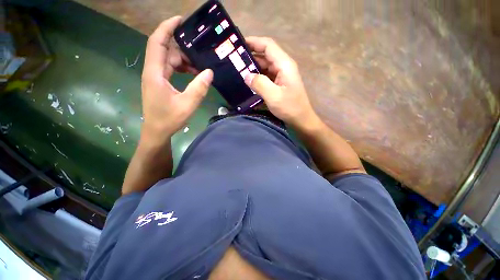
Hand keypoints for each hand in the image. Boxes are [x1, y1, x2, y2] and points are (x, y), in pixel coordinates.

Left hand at [141, 16, 212, 146]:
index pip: (157, 42)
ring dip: (184, 60)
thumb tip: (209, 72)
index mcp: (155, 73)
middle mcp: (153, 71)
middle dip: (182, 48)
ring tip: (200, 66)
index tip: (180, 20)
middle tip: (200, 51)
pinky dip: (182, 69)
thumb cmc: (169, 119)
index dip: (167, 28)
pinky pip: (171, 69)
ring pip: (169, 60)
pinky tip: (193, 74)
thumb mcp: (187, 104)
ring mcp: (156, 77)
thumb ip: (199, 88)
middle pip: (166, 50)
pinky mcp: (160, 83)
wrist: (157, 131)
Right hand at [244, 37, 319, 128]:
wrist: (301, 119)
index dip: (254, 42)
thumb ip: (260, 84)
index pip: (268, 46)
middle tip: (234, 61)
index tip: (238, 44)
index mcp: (284, 64)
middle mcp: (283, 67)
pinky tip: (248, 82)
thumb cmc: (290, 107)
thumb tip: (246, 76)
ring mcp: (281, 76)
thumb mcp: (274, 96)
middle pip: (265, 56)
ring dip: (253, 68)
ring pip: (265, 67)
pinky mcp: (279, 84)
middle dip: (250, 56)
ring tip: (238, 71)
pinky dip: (257, 77)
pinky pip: (266, 76)